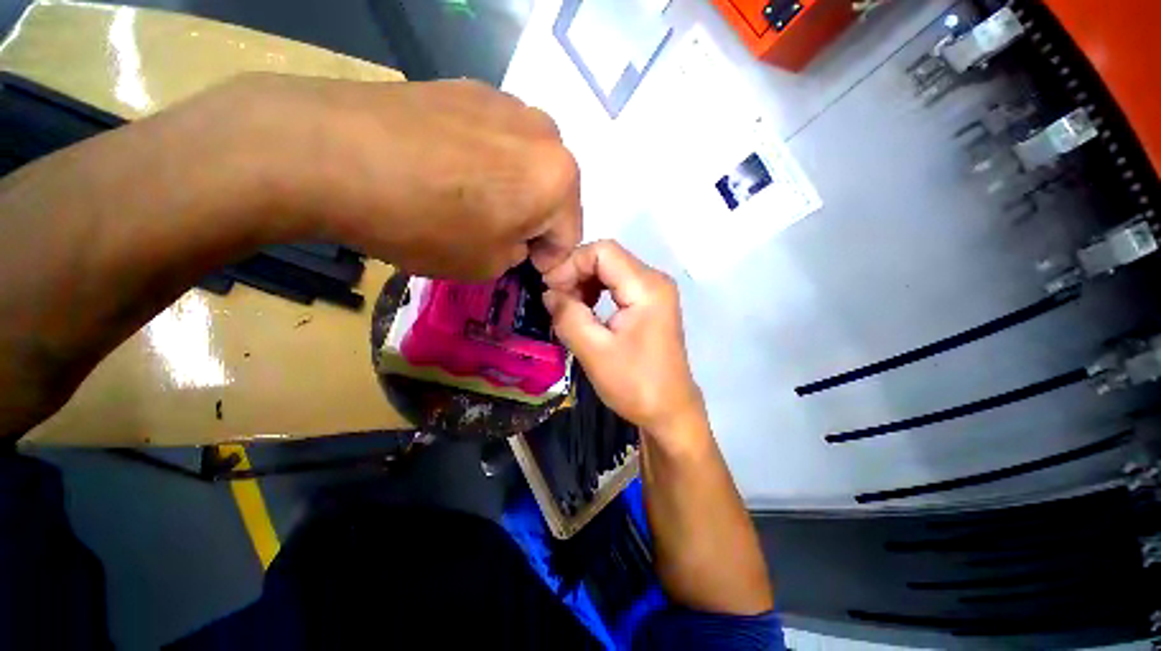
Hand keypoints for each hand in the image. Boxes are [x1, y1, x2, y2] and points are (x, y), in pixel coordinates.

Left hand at [190, 75, 581, 278]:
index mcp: (559, 180)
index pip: (570, 235)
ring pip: (526, 165)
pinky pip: (495, 140)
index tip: (524, 268)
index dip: (548, 259)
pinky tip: (448, 171)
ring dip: (512, 189)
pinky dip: (485, 162)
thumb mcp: (488, 265)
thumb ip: (518, 253)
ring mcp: (506, 104)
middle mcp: (545, 134)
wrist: (335, 153)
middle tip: (498, 236)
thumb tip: (516, 238)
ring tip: (469, 202)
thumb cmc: (428, 224)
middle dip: (533, 221)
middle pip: (552, 194)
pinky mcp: (468, 88)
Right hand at [542, 241, 704, 437]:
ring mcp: (654, 292)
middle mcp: (654, 281)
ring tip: (567, 307)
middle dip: (576, 273)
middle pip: (607, 257)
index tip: (549, 289)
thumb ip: (568, 316)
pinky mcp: (650, 305)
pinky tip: (584, 311)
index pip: (603, 251)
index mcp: (647, 287)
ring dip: (584, 283)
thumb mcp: (594, 351)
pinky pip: (617, 286)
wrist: (669, 412)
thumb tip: (548, 293)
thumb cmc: (635, 384)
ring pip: (610, 270)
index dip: (571, 263)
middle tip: (555, 300)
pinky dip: (596, 292)